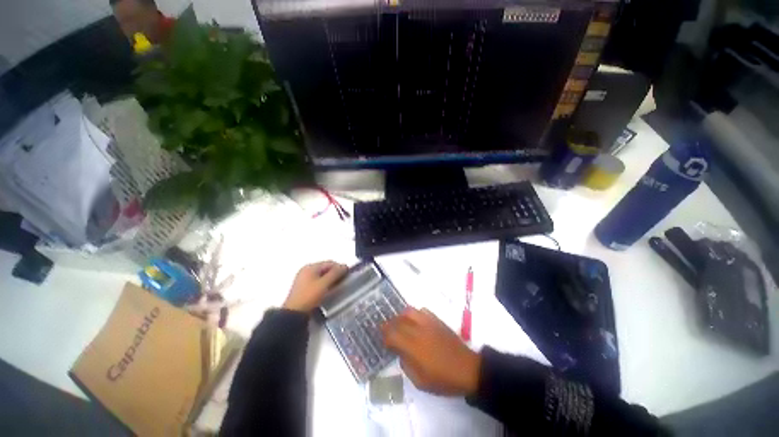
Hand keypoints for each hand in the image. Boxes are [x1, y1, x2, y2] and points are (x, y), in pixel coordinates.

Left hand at [283, 261, 347, 312]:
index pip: (329, 263)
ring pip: (321, 275)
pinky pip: (317, 282)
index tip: (347, 275)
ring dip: (330, 279)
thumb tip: (344, 266)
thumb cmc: (310, 296)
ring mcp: (304, 279)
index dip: (339, 267)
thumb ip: (335, 273)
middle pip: (325, 268)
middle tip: (343, 281)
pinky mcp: (303, 288)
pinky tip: (328, 290)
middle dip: (335, 273)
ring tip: (337, 286)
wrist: (294, 313)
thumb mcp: (324, 283)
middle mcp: (306, 270)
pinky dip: (324, 284)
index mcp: (310, 267)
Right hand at [382, 308, 480, 395]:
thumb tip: (401, 353)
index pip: (392, 334)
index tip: (383, 340)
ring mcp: (428, 323)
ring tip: (400, 324)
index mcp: (413, 346)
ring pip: (409, 311)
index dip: (385, 336)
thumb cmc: (444, 379)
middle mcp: (418, 330)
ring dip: (401, 316)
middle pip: (398, 321)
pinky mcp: (437, 320)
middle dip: (389, 325)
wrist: (468, 369)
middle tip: (386, 330)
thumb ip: (406, 365)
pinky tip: (416, 322)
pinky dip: (415, 314)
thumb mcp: (420, 382)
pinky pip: (422, 311)